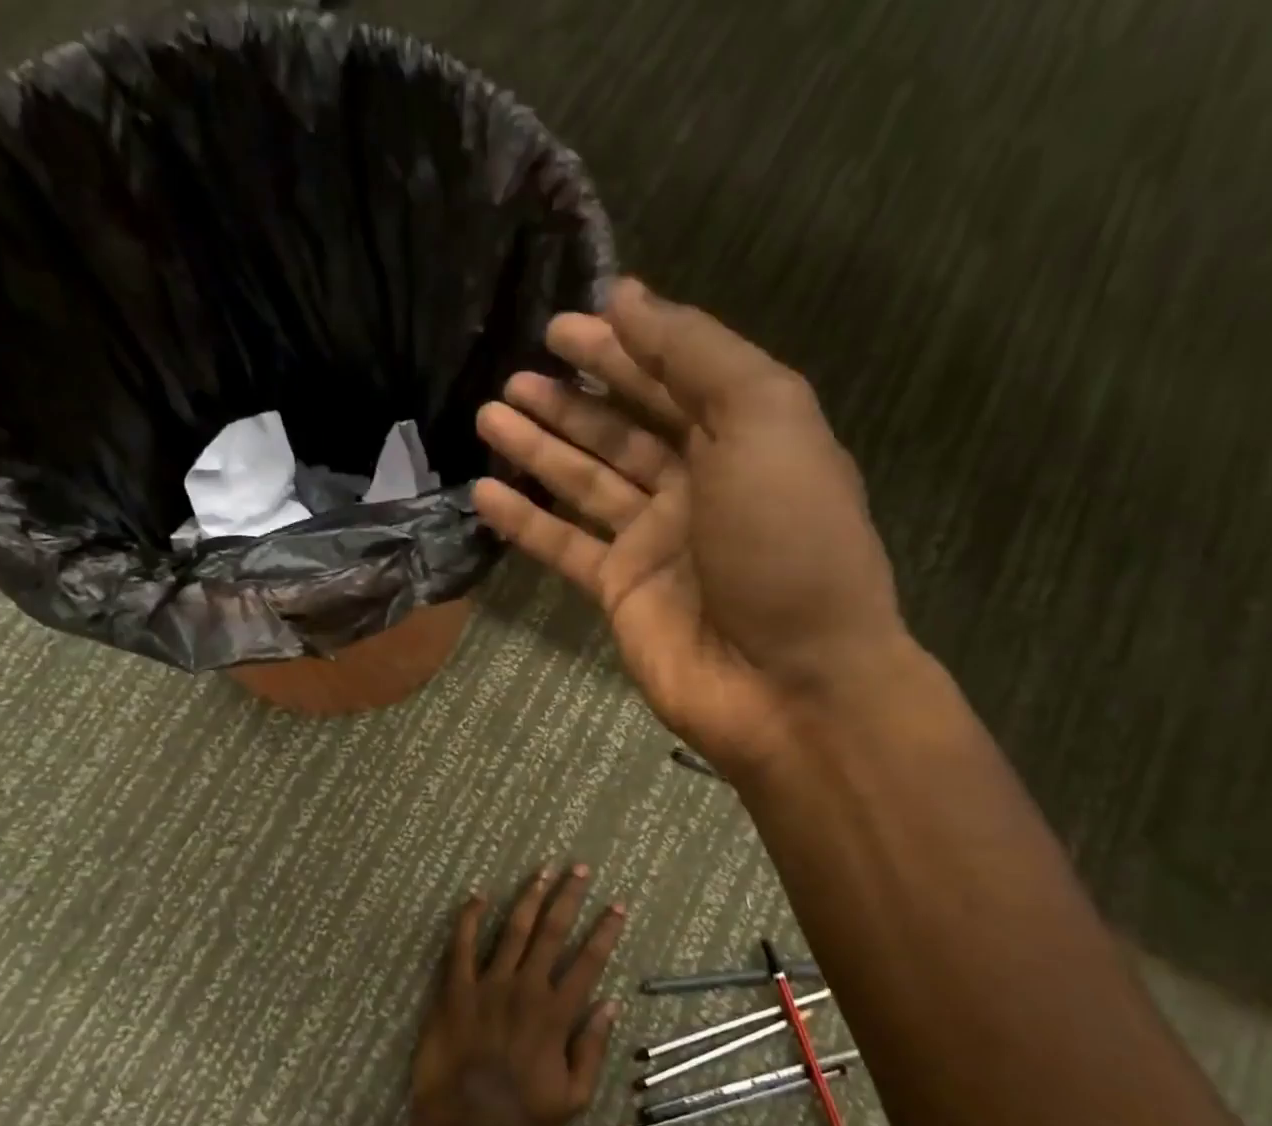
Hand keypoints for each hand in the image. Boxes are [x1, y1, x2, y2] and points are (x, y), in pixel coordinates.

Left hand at [409, 865, 623, 1125]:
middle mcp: (525, 989)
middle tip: (580, 868)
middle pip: (552, 932)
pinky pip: (462, 946)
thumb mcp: (573, 1097)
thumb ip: (593, 1049)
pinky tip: (479, 895)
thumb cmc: (520, 1113)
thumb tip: (611, 1004)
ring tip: (543, 870)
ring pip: (514, 930)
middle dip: (569, 897)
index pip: (588, 961)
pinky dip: (470, 918)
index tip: (617, 905)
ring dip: (530, 897)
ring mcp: (488, 986)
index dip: (605, 930)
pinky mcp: (455, 990)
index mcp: (556, 1014)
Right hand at [474, 278, 912, 778]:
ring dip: (539, 448)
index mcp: (745, 437)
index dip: (621, 347)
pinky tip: (484, 491)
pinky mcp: (621, 592)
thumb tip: (629, 299)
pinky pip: (565, 546)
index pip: (673, 377)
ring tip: (488, 413)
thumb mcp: (763, 418)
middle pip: (623, 429)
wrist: (787, 680)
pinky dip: (525, 520)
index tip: (562, 325)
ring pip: (586, 482)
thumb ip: (696, 354)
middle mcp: (698, 485)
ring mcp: (656, 542)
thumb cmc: (787, 540)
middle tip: (513, 373)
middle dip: (571, 399)